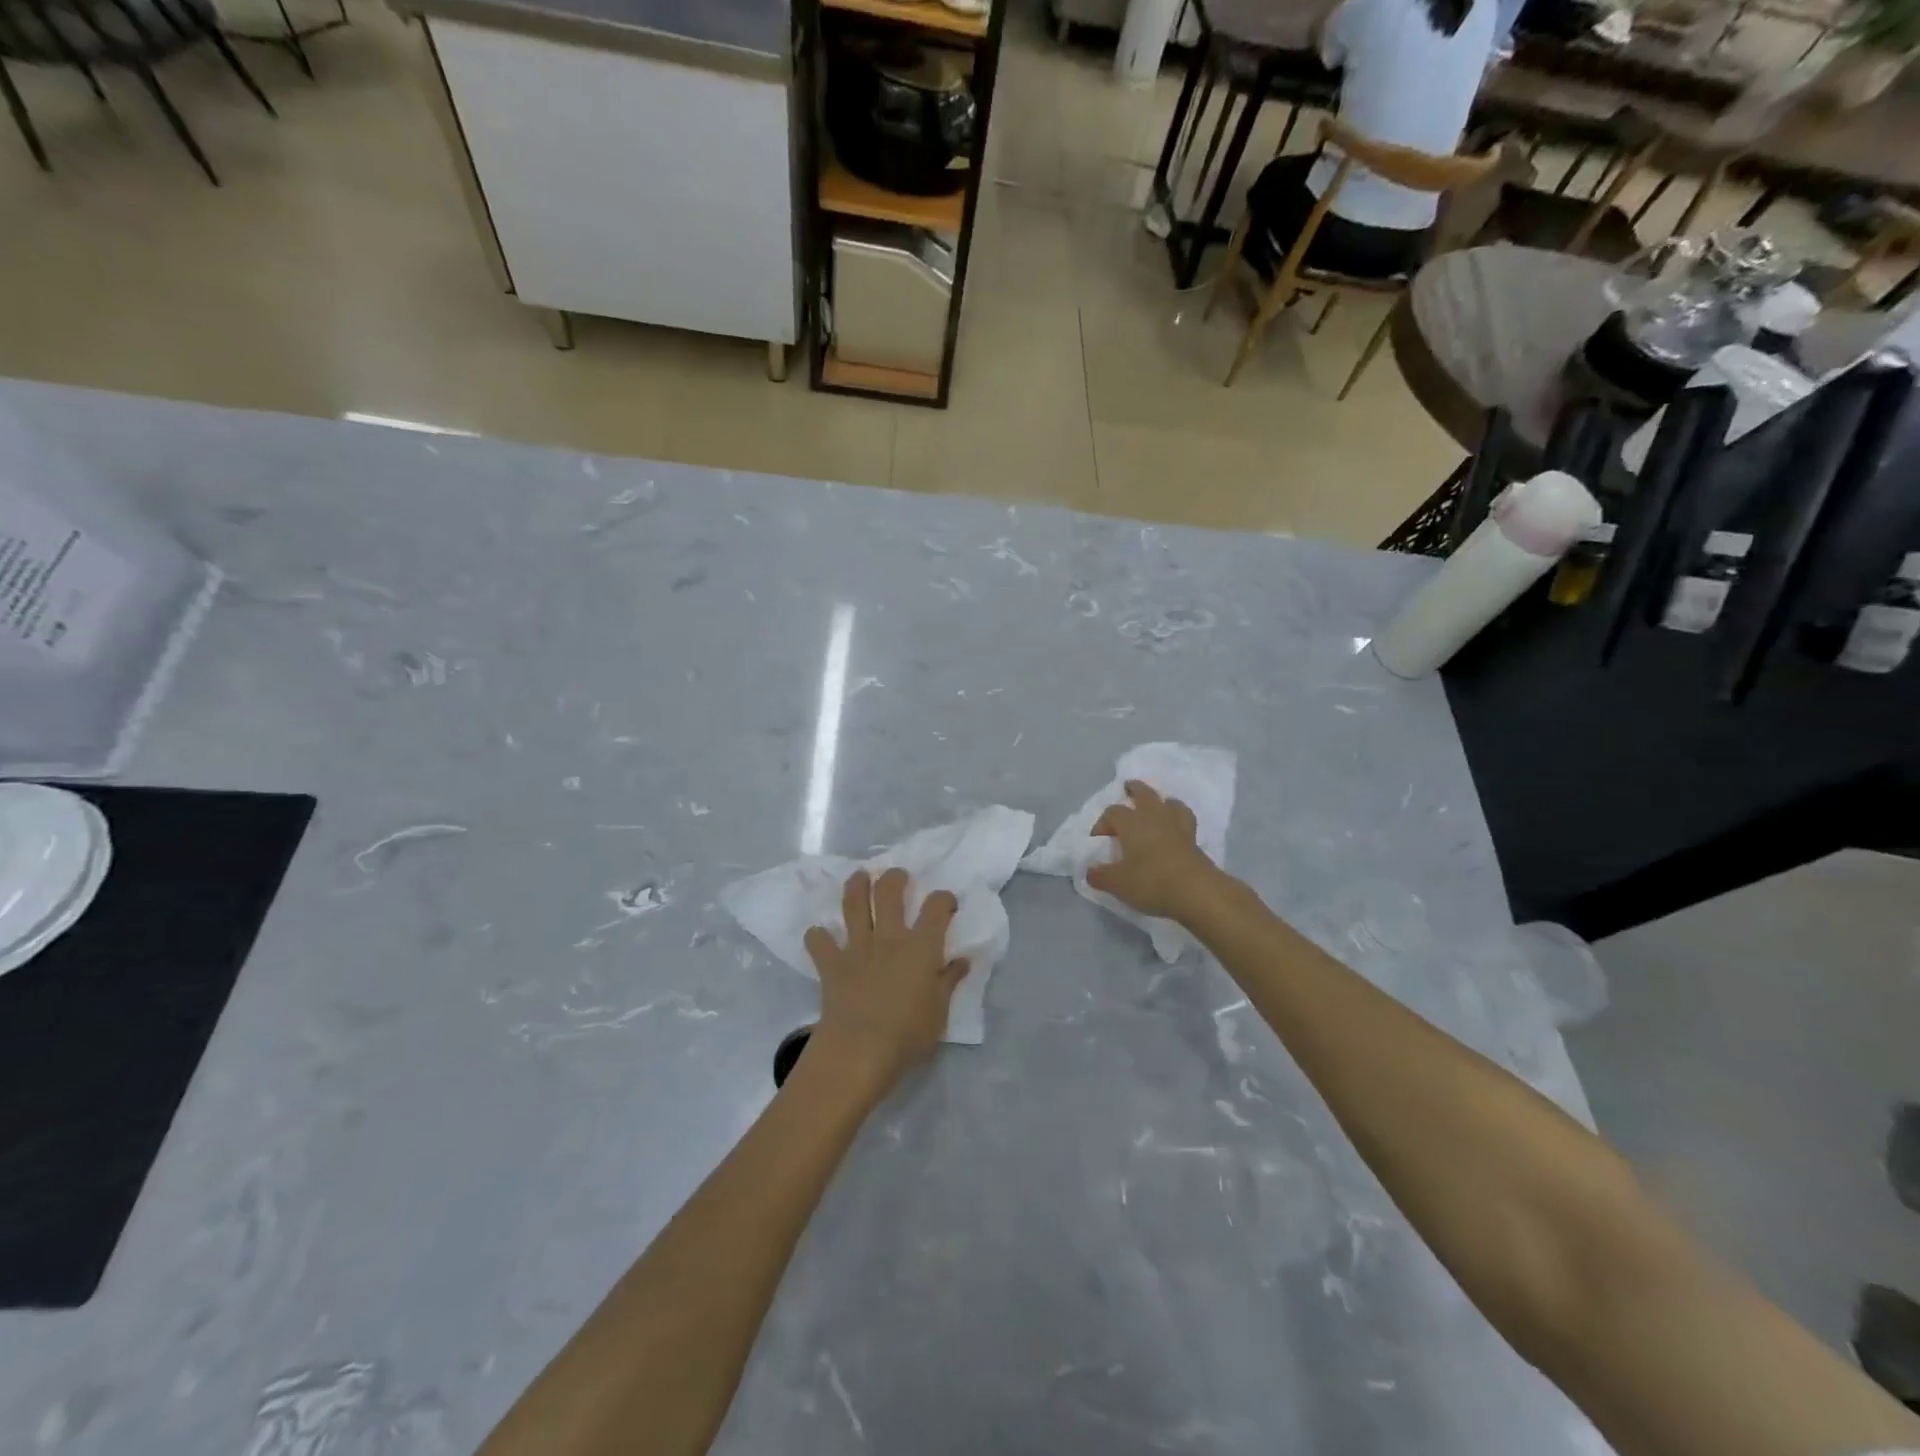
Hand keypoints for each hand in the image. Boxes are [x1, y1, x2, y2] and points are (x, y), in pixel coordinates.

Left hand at [804, 869, 966, 1095]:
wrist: (860, 1049)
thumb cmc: (908, 1034)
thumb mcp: (940, 1011)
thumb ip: (949, 981)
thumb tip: (962, 960)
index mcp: (921, 947)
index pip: (936, 907)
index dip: (943, 899)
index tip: (946, 904)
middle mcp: (889, 938)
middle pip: (889, 892)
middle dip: (894, 878)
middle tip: (897, 876)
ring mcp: (857, 948)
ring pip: (854, 905)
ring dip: (855, 886)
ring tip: (859, 876)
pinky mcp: (831, 964)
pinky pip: (819, 942)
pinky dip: (817, 936)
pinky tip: (819, 935)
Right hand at [1086, 780, 1218, 921]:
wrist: (1196, 891)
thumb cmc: (1151, 882)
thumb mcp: (1117, 883)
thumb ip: (1100, 876)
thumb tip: (1090, 870)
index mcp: (1131, 823)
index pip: (1112, 813)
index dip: (1102, 823)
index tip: (1097, 840)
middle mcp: (1153, 817)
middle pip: (1143, 793)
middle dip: (1134, 789)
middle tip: (1128, 788)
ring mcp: (1177, 826)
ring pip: (1169, 802)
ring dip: (1160, 801)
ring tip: (1156, 807)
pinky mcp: (1194, 839)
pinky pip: (1184, 819)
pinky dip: (1178, 818)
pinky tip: (1176, 827)